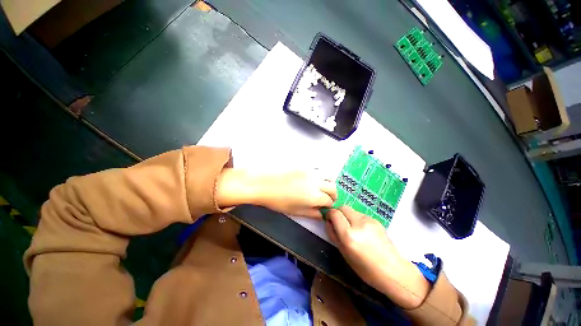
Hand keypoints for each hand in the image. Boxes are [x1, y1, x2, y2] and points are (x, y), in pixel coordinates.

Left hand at [216, 169, 336, 217]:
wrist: (263, 182)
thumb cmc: (276, 200)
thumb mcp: (295, 211)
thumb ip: (311, 213)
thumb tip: (322, 214)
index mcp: (314, 196)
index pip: (330, 201)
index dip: (330, 205)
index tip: (326, 207)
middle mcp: (316, 182)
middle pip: (333, 188)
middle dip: (333, 195)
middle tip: (326, 198)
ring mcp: (311, 171)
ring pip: (328, 176)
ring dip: (328, 184)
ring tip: (321, 188)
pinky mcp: (305, 165)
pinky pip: (318, 169)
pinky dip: (320, 176)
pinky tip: (312, 179)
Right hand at [325, 207, 429, 308]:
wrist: (394, 271)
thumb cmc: (366, 269)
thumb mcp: (344, 254)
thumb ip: (334, 235)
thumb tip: (328, 222)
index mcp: (349, 235)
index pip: (334, 213)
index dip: (329, 215)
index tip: (329, 221)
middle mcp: (358, 223)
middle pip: (343, 207)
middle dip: (338, 212)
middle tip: (338, 223)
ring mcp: (369, 220)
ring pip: (351, 210)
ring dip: (347, 216)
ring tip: (352, 229)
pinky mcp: (376, 220)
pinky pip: (360, 214)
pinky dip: (356, 219)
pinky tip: (362, 231)